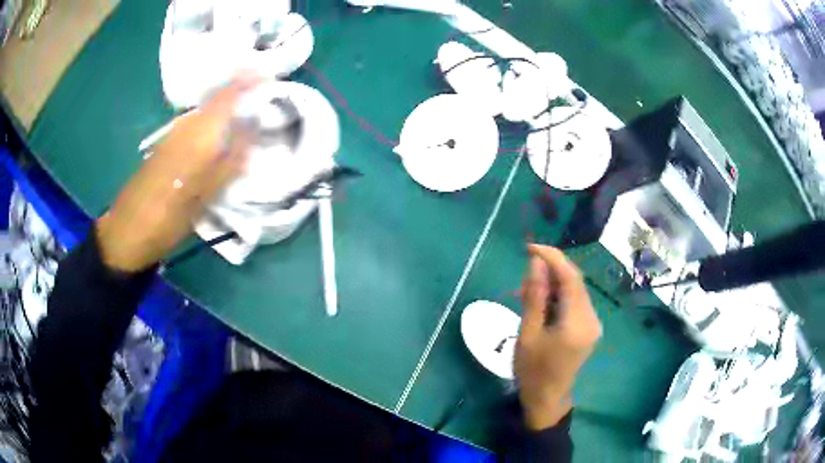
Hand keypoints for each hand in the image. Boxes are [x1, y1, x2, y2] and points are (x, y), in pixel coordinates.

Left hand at [96, 77, 257, 271]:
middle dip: (241, 91)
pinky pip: (195, 124)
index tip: (269, 73)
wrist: (126, 232)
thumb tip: (252, 133)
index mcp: (197, 137)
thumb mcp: (203, 198)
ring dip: (227, 107)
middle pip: (217, 99)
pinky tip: (220, 135)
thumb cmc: (166, 220)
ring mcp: (172, 135)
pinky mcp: (165, 146)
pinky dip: (212, 122)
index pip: (228, 96)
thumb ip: (229, 164)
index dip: (249, 81)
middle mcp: (185, 128)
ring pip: (206, 111)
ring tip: (247, 114)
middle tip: (263, 96)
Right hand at [515, 244, 601, 429]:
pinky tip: (542, 301)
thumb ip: (534, 296)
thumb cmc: (532, 370)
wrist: (547, 398)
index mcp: (577, 322)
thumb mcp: (528, 333)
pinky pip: (575, 302)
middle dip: (552, 269)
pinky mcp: (590, 327)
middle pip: (575, 281)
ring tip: (529, 288)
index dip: (552, 257)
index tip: (530, 248)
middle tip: (525, 269)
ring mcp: (593, 323)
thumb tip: (536, 263)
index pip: (570, 278)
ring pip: (575, 290)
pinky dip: (559, 296)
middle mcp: (592, 319)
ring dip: (554, 282)